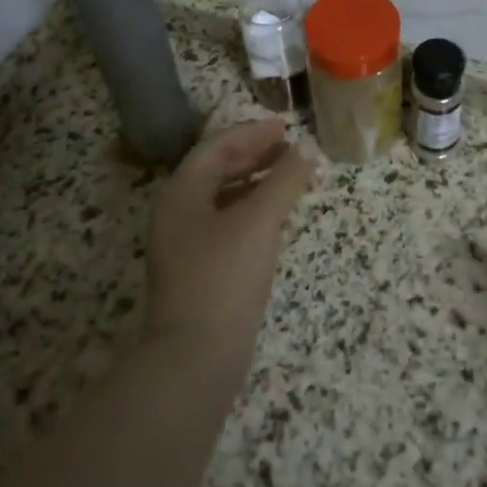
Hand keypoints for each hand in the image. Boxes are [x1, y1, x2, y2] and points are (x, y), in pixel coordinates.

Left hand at [145, 120, 315, 367]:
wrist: (196, 358)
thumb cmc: (224, 277)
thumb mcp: (259, 221)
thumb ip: (285, 180)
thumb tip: (308, 150)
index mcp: (182, 193)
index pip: (217, 147)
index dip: (252, 133)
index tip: (285, 127)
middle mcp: (178, 213)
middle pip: (218, 170)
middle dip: (256, 156)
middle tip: (292, 151)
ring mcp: (186, 244)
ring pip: (225, 198)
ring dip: (258, 183)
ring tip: (292, 179)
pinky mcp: (200, 270)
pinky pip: (228, 223)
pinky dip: (254, 210)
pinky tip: (278, 218)